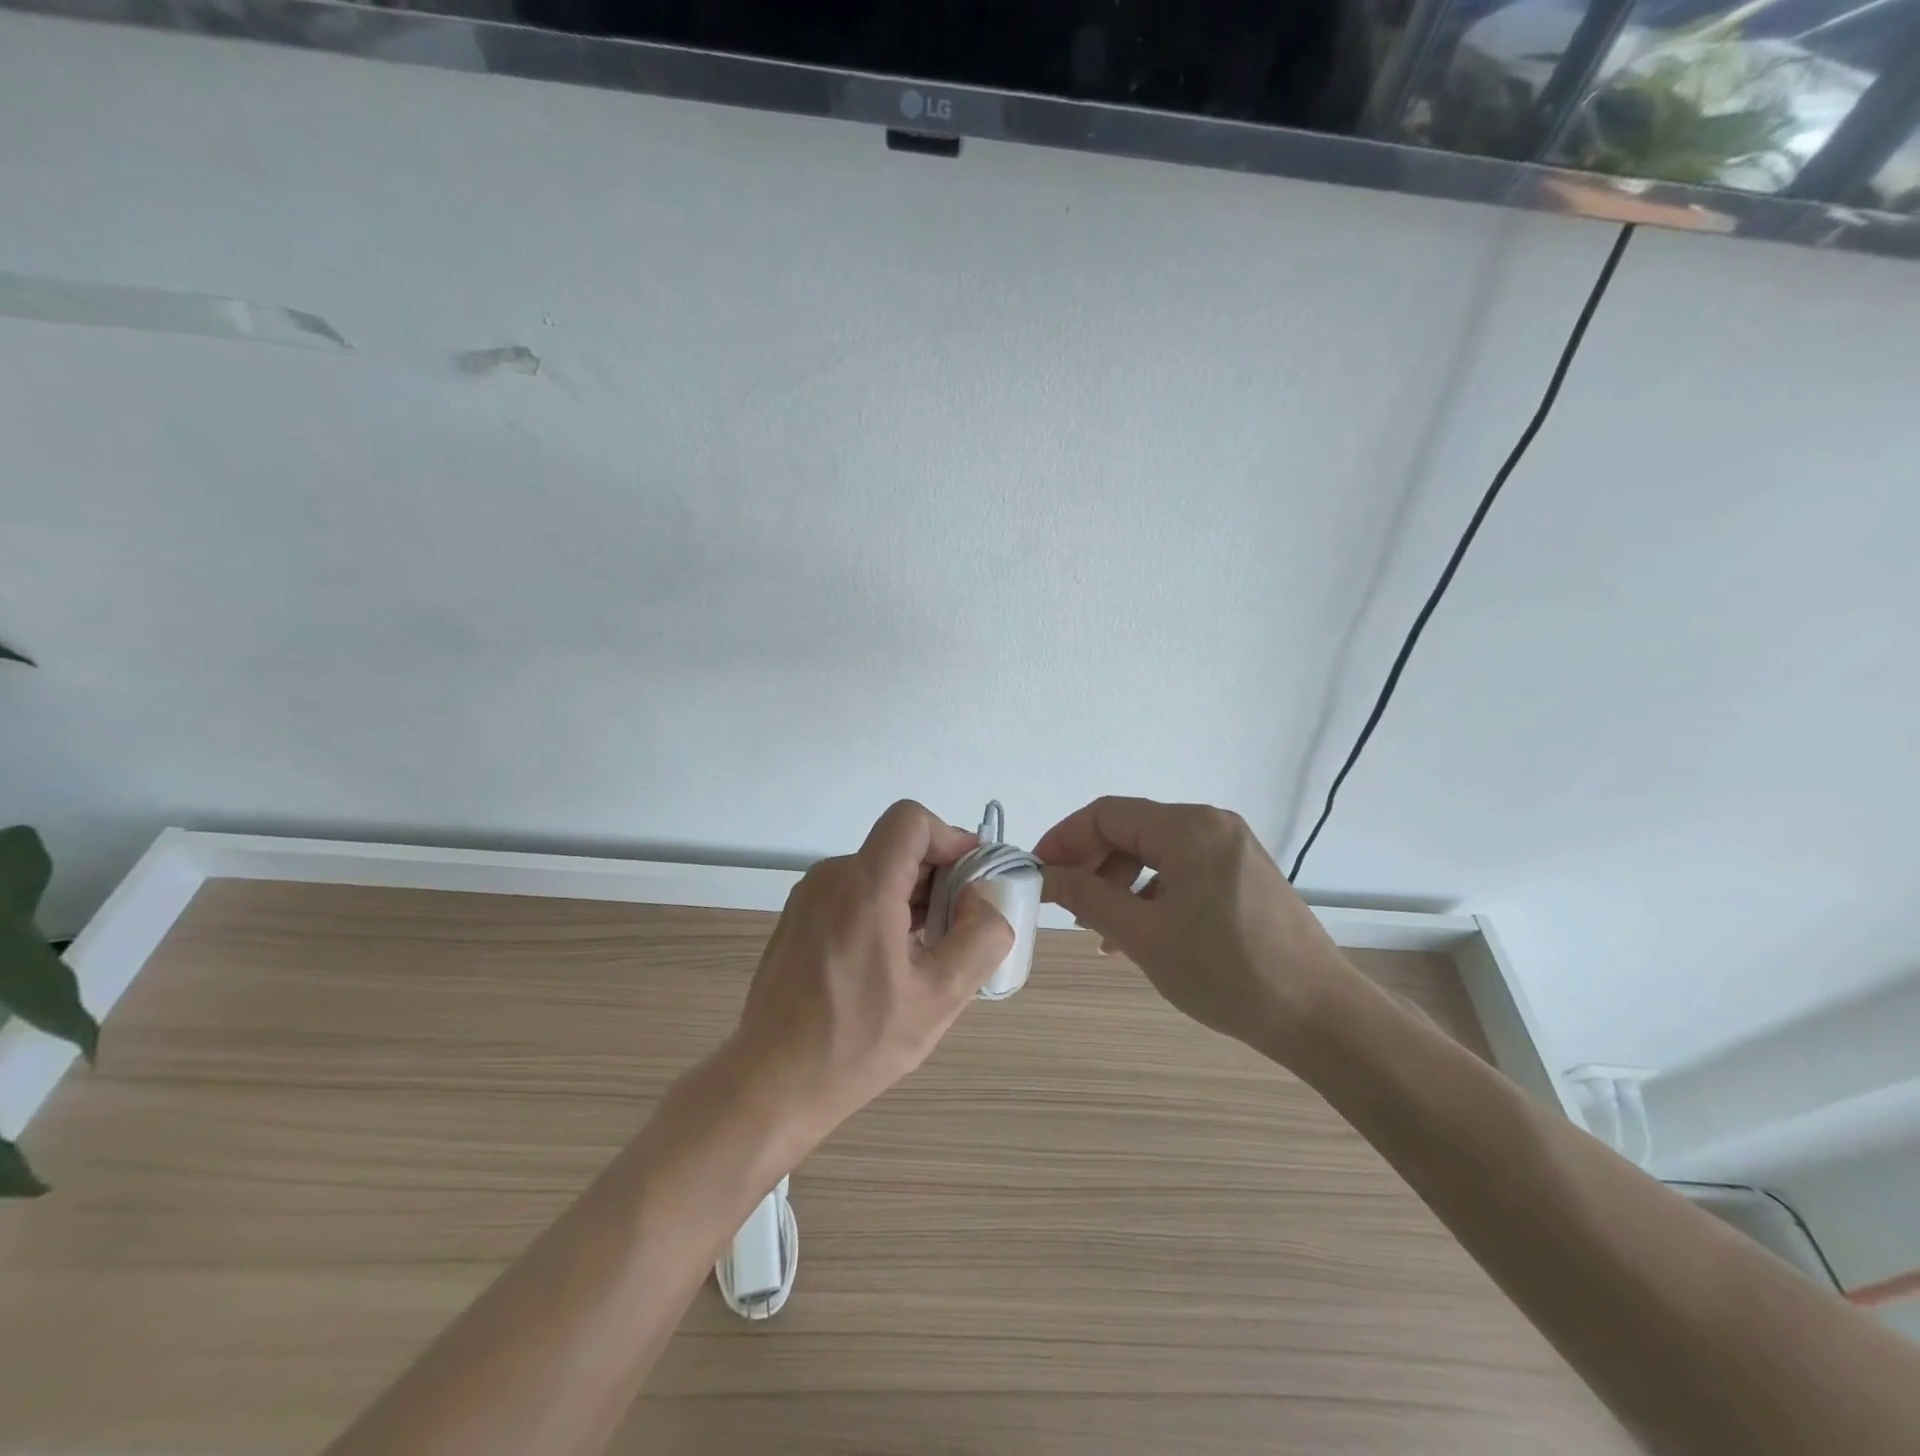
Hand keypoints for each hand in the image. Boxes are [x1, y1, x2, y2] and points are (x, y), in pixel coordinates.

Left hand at [727, 800, 1014, 1146]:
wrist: (771, 1084)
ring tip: (927, 953)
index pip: (911, 820)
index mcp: (864, 887)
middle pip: (897, 847)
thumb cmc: (858, 1043)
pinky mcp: (797, 919)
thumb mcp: (940, 997)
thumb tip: (984, 899)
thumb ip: (979, 937)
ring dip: (911, 897)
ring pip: (876, 871)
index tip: (972, 879)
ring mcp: (808, 898)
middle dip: (938, 876)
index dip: (950, 838)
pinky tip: (890, 963)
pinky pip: (851, 893)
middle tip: (959, 928)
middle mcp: (831, 878)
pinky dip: (882, 909)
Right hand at [1035, 797, 1352, 1056]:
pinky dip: (1151, 894)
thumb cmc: (1225, 972)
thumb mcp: (1143, 935)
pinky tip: (1139, 933)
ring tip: (1100, 929)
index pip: (1106, 815)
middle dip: (1092, 865)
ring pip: (1155, 853)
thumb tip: (1044, 875)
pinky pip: (1182, 871)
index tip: (1038, 874)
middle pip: (1131, 830)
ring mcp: (1232, 849)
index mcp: (1188, 827)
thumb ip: (1087, 897)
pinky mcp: (1243, 875)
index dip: (1064, 839)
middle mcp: (1211, 825)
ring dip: (1119, 884)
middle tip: (1066, 906)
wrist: (1319, 1015)